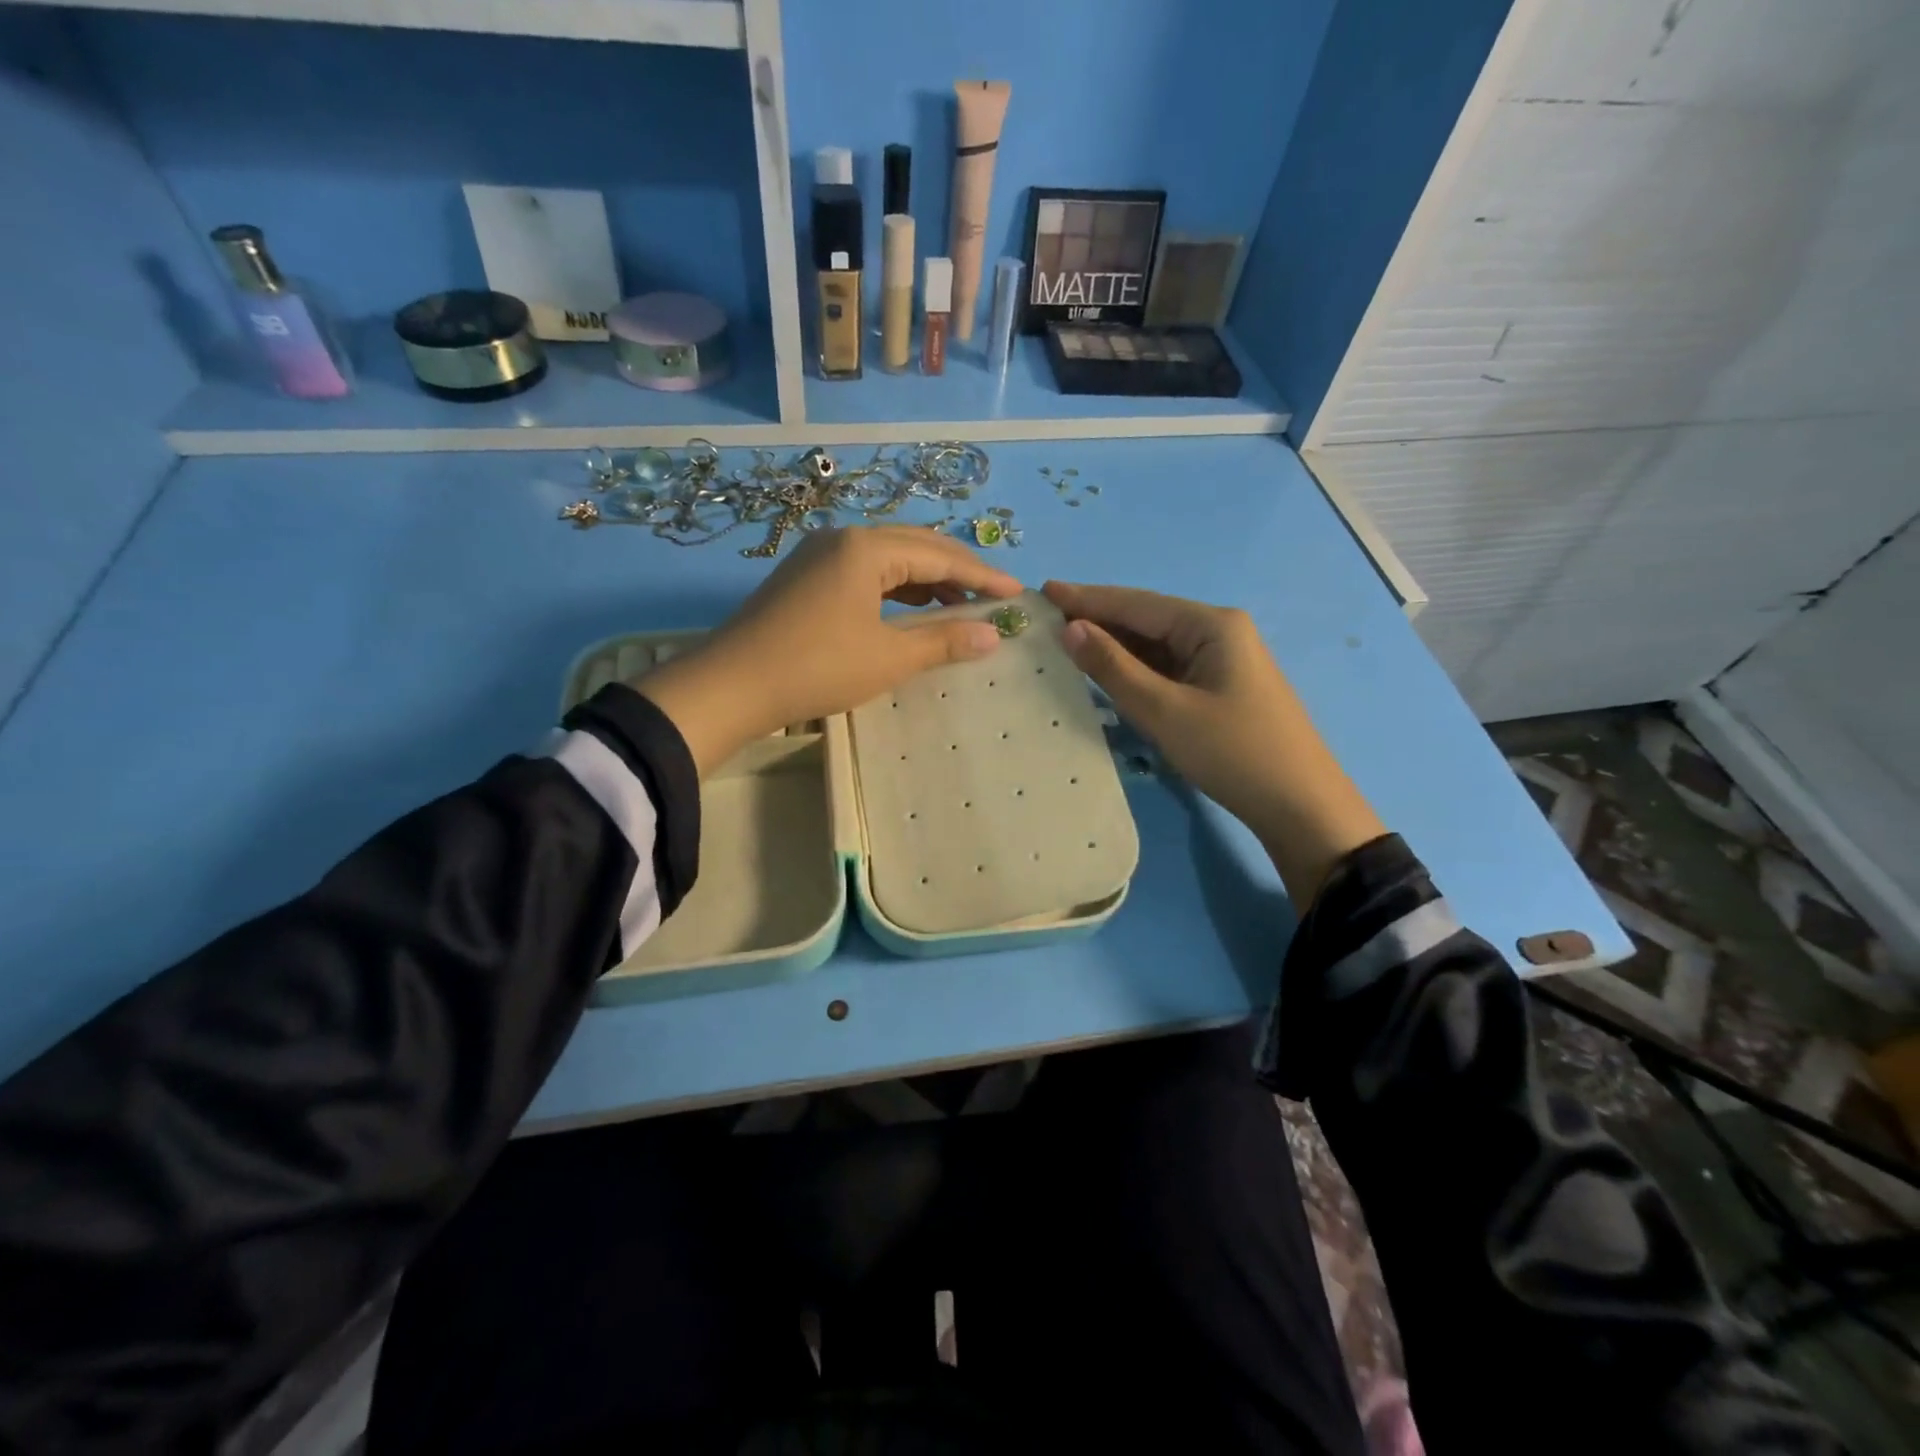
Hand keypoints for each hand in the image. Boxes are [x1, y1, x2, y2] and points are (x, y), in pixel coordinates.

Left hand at [637, 527, 1021, 773]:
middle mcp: (844, 539)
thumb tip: (994, 635)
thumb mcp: (888, 657)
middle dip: (957, 571)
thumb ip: (944, 641)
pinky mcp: (806, 577)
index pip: (939, 555)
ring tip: (958, 608)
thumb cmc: (817, 668)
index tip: (1017, 592)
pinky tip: (910, 610)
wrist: (731, 686)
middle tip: (992, 596)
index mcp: (867, 548)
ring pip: (889, 559)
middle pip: (915, 546)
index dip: (982, 576)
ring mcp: (820, 556)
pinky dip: (895, 589)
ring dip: (926, 581)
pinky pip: (865, 573)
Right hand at [1043, 581, 1384, 903]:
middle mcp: (1218, 632)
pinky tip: (1107, 673)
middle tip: (1047, 619)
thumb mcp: (1164, 711)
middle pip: (1147, 620)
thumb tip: (1071, 629)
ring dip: (1115, 646)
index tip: (1044, 590)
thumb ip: (1114, 668)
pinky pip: (1168, 669)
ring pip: (1156, 646)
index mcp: (1211, 625)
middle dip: (1099, 620)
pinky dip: (1135, 670)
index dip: (1088, 598)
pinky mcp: (1219, 688)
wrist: (1299, 806)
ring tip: (1066, 643)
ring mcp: (1221, 661)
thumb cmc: (1232, 752)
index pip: (1137, 603)